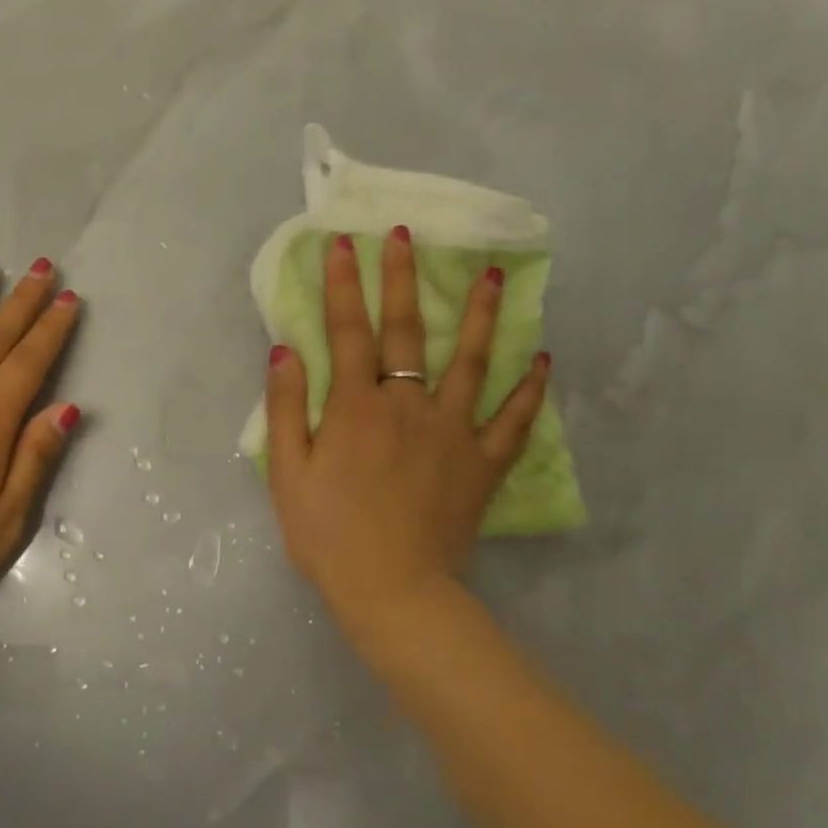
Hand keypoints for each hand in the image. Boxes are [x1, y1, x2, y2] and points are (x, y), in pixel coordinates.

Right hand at [264, 228, 548, 635]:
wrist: (392, 591)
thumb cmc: (327, 535)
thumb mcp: (288, 474)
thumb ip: (287, 409)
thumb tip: (285, 350)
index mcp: (357, 408)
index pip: (348, 332)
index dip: (344, 286)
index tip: (342, 244)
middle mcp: (408, 406)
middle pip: (406, 332)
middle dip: (402, 279)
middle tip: (406, 236)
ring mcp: (453, 432)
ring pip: (471, 362)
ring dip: (479, 315)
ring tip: (491, 274)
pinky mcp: (482, 464)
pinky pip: (513, 420)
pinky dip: (530, 389)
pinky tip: (541, 360)